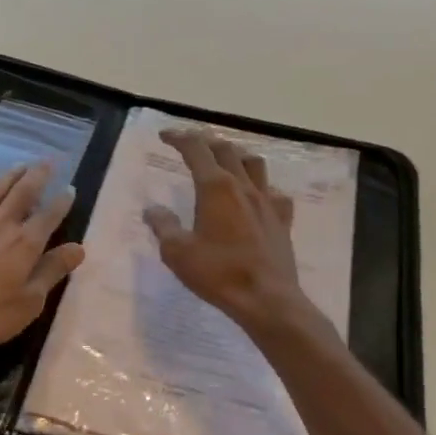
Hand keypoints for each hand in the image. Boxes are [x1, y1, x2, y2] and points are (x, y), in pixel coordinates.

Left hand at [0, 162, 85, 353]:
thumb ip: (52, 271)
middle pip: (21, 194)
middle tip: (48, 161)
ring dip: (7, 177)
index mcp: (24, 244)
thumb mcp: (29, 301)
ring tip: (19, 164)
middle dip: (37, 176)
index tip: (70, 188)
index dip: (61, 202)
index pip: (48, 216)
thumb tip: (78, 248)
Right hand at [143, 128, 311, 332]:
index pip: (196, 150)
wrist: (267, 299)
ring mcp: (267, 201)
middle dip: (205, 141)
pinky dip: (262, 186)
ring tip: (225, 160)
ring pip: (254, 163)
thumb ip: (163, 226)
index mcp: (215, 187)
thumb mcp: (178, 252)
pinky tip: (257, 196)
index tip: (165, 135)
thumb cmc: (218, 273)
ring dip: (236, 154)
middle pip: (226, 149)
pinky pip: (275, 192)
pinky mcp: (282, 220)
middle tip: (190, 144)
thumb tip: (153, 209)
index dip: (179, 138)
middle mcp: (243, 186)